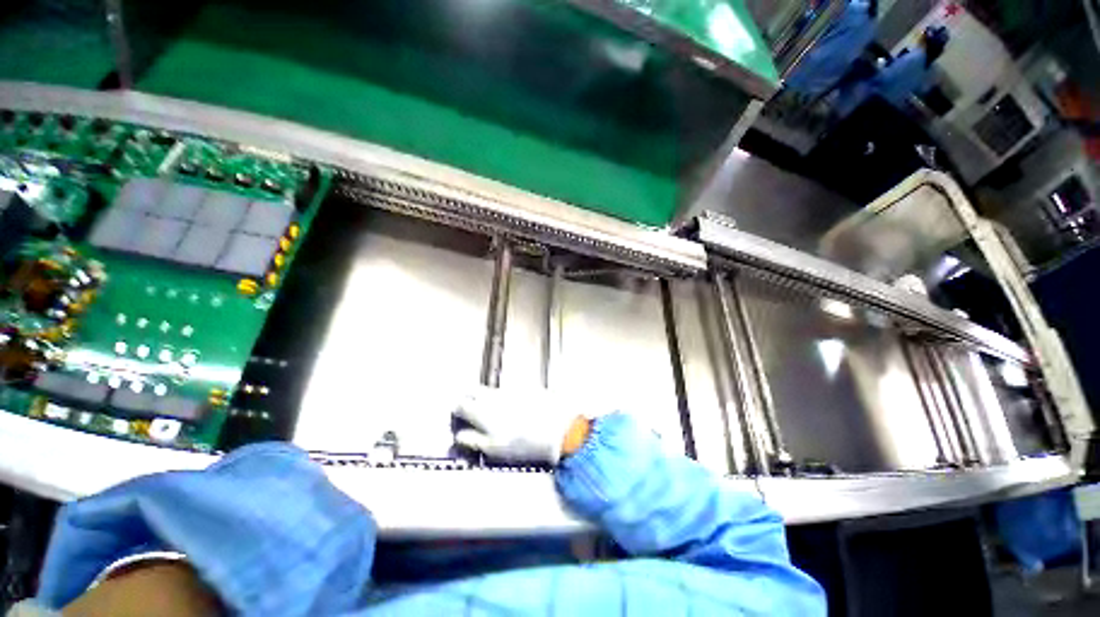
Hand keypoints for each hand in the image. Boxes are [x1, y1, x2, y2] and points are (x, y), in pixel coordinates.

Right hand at [453, 386, 590, 464]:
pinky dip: (502, 397)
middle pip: (473, 390)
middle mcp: (493, 396)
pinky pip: (507, 390)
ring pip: (490, 390)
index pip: (461, 404)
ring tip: (492, 412)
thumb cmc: (524, 443)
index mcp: (483, 411)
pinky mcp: (524, 388)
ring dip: (485, 397)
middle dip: (467, 398)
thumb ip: (473, 440)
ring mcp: (510, 390)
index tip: (458, 416)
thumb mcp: (495, 449)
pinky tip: (511, 408)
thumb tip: (459, 435)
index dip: (457, 410)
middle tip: (469, 409)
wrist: (557, 428)